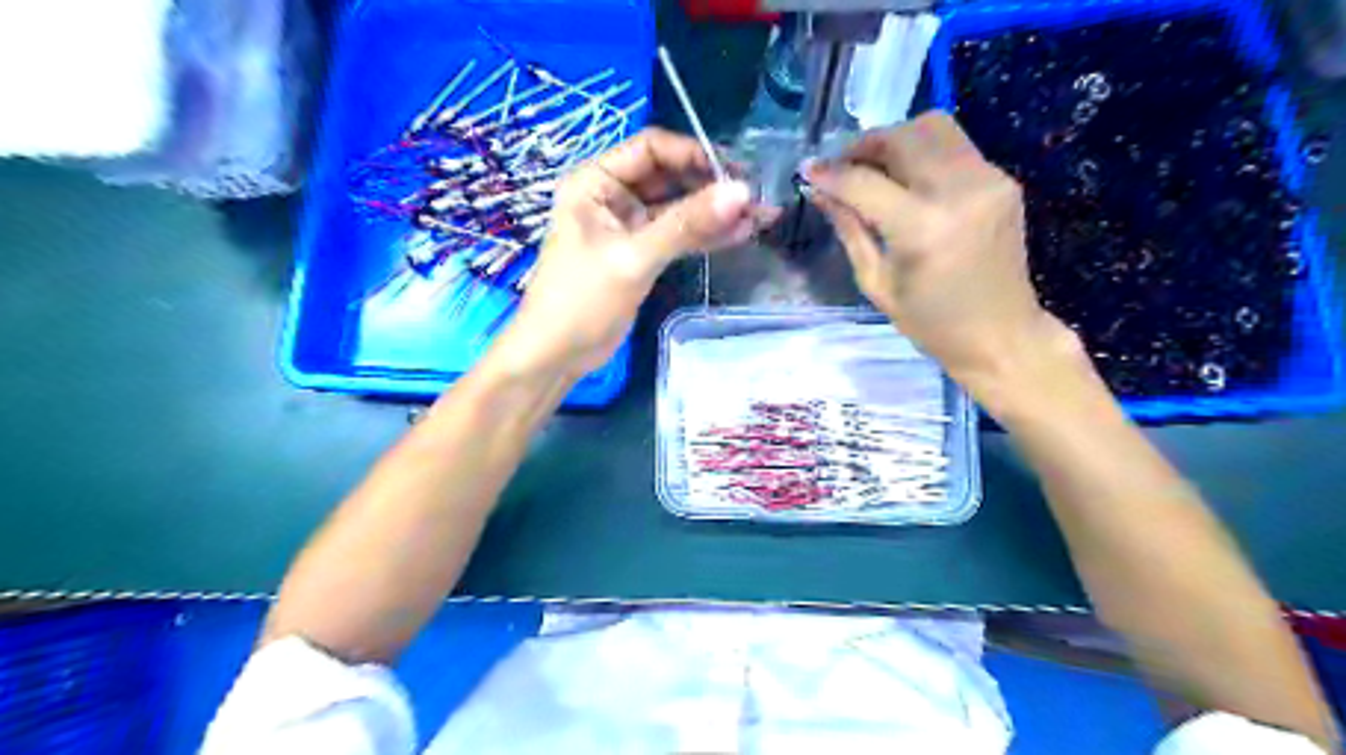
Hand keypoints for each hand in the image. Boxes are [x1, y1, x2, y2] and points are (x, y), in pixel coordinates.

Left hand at [494, 131, 766, 379]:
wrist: (557, 355)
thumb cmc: (582, 300)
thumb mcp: (633, 258)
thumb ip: (686, 224)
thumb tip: (742, 191)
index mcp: (596, 181)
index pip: (652, 149)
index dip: (695, 155)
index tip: (736, 173)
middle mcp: (612, 195)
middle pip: (670, 177)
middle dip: (712, 186)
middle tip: (757, 198)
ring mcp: (629, 226)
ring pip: (679, 209)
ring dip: (716, 213)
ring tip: (761, 217)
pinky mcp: (642, 254)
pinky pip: (678, 236)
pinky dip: (706, 236)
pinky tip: (741, 235)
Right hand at [803, 112, 1081, 389]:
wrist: (1001, 334)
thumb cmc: (931, 322)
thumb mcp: (876, 283)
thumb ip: (849, 228)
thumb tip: (820, 190)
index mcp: (922, 229)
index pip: (864, 182)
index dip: (830, 173)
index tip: (806, 170)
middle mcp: (959, 191)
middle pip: (903, 136)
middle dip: (864, 145)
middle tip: (842, 167)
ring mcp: (988, 180)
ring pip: (933, 127)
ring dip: (895, 140)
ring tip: (875, 168)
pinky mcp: (1002, 179)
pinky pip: (954, 146)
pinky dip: (923, 153)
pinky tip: (909, 182)